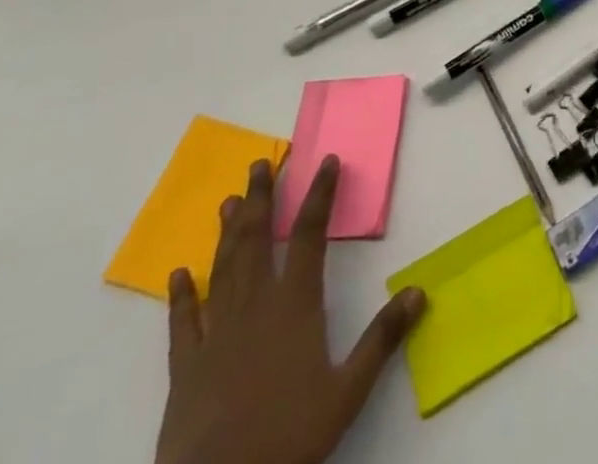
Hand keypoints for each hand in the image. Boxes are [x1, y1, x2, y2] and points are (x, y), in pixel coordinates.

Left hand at [155, 155, 425, 463]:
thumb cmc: (289, 438)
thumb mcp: (348, 392)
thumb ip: (382, 339)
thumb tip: (419, 291)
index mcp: (295, 306)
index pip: (311, 234)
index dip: (320, 194)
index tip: (326, 160)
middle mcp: (255, 307)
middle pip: (259, 240)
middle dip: (263, 199)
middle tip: (260, 163)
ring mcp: (216, 335)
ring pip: (223, 269)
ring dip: (228, 232)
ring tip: (230, 200)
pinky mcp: (186, 368)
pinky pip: (183, 323)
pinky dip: (181, 296)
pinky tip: (178, 273)